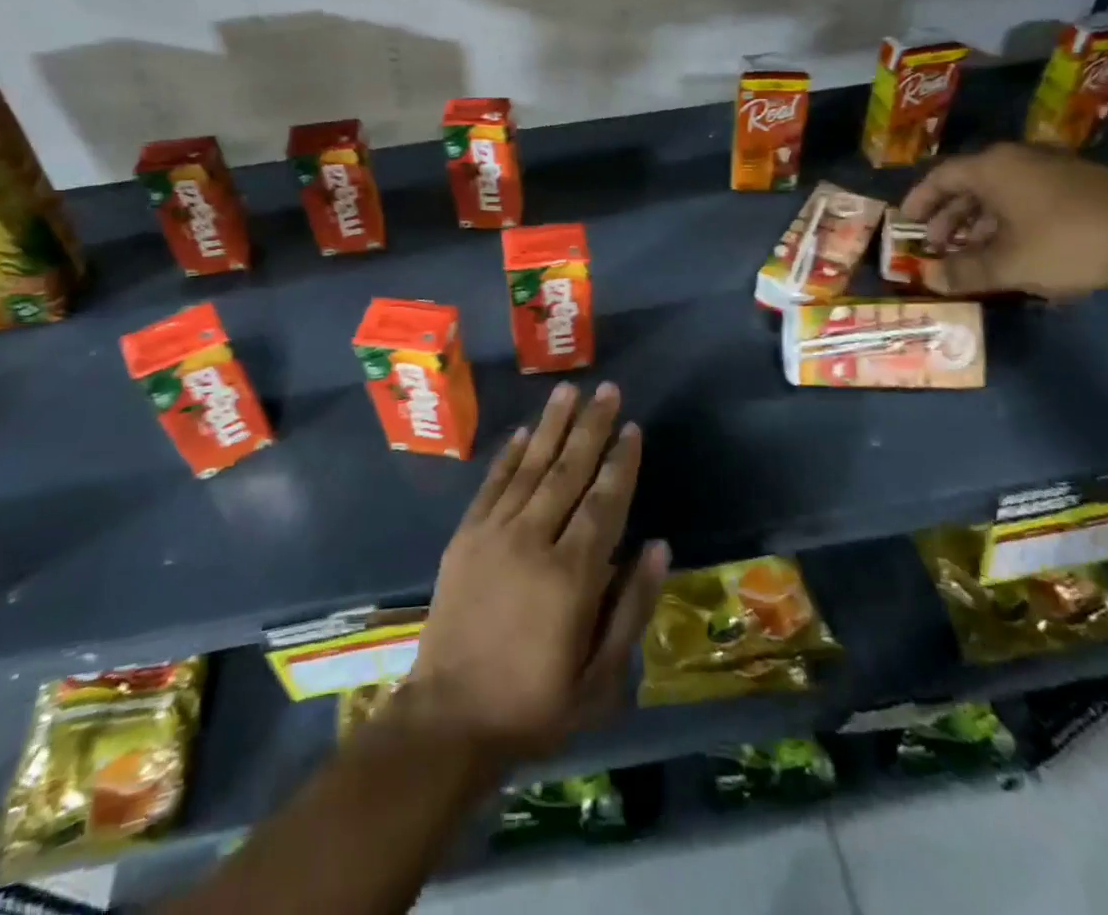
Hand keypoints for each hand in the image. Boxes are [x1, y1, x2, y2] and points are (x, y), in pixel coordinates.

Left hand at [407, 382, 669, 763]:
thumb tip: (657, 546)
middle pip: (568, 471)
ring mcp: (494, 533)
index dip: (621, 463)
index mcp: (572, 575)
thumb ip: (631, 607)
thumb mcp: (600, 678)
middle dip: (591, 427)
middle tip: (608, 391)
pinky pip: (492, 484)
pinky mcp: (465, 537)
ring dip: (551, 426)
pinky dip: (509, 455)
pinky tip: (523, 432)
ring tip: (569, 390)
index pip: (605, 502)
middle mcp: (533, 541)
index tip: (633, 428)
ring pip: (530, 466)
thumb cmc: (535, 703)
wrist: (449, 718)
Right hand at [900, 142, 1107, 299]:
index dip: (919, 201)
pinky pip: (1028, 196)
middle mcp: (1018, 159)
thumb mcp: (1008, 265)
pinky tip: (1017, 248)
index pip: (940, 177)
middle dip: (950, 217)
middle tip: (938, 246)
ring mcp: (1053, 168)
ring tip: (974, 253)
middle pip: (970, 184)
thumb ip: (964, 272)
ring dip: (980, 221)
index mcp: (992, 169)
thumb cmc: (1066, 243)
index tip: (906, 223)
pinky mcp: (1081, 183)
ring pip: (1001, 192)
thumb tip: (930, 279)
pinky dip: (1010, 219)